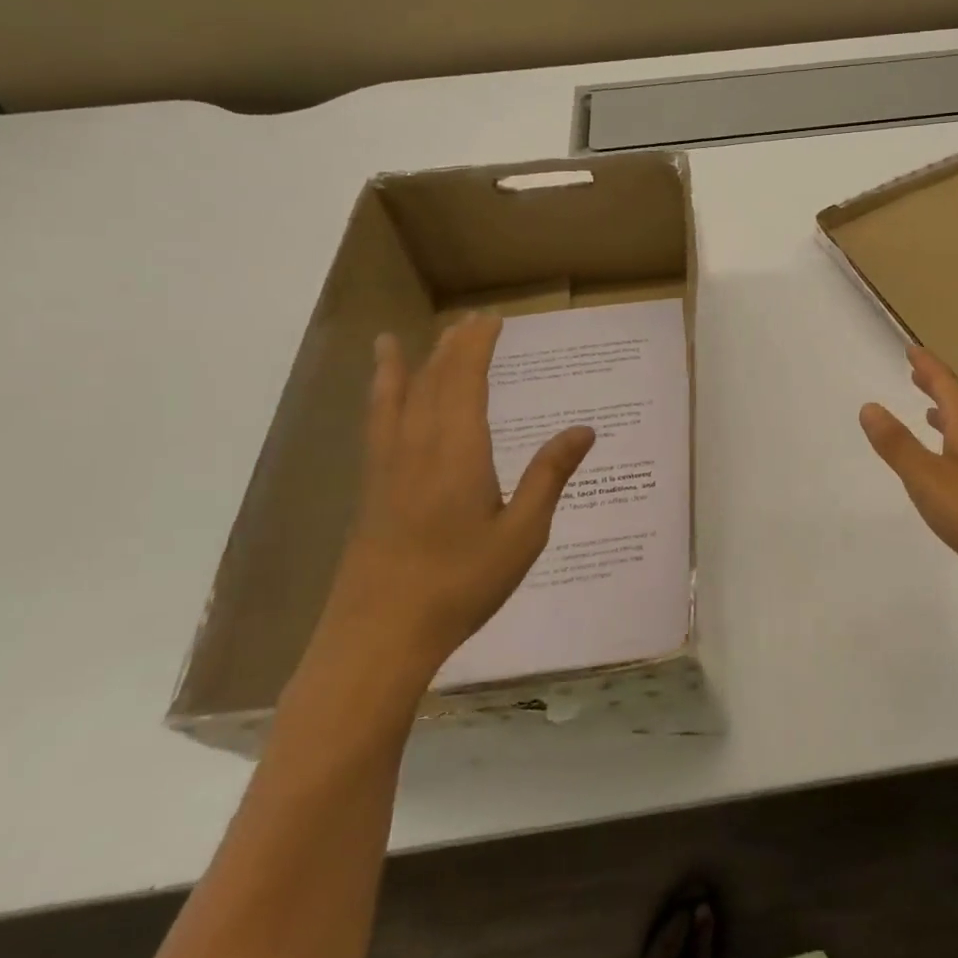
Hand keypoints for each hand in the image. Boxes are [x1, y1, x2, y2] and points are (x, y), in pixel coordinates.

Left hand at [312, 313, 595, 689]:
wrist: (379, 636)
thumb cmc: (461, 584)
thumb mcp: (522, 534)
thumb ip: (549, 476)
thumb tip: (585, 429)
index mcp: (458, 452)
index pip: (465, 381)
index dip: (478, 347)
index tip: (492, 321)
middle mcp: (419, 447)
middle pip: (433, 381)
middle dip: (452, 347)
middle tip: (471, 321)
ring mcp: (388, 467)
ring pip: (399, 398)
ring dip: (410, 364)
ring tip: (404, 338)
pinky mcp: (372, 489)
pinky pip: (377, 425)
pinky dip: (379, 398)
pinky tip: (381, 395)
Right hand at [860, 345, 957, 612]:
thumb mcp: (928, 479)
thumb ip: (898, 445)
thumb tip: (870, 406)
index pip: (947, 386)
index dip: (928, 367)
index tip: (912, 350)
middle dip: (938, 386)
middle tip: (918, 373)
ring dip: (948, 416)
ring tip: (930, 412)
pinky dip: (957, 446)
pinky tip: (953, 467)